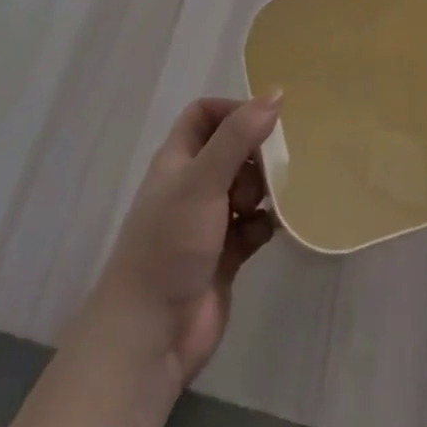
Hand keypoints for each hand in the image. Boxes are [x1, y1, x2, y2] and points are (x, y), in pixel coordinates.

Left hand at [89, 94, 281, 387]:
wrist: (150, 334)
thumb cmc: (170, 243)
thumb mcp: (203, 180)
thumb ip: (239, 136)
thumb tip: (276, 93)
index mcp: (178, 160)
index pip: (204, 114)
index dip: (232, 110)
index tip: (263, 120)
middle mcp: (192, 186)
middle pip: (232, 149)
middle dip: (256, 153)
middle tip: (272, 167)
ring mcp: (208, 222)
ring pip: (246, 188)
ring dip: (264, 189)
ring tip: (268, 203)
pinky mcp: (226, 256)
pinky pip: (254, 227)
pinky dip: (265, 225)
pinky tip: (272, 230)